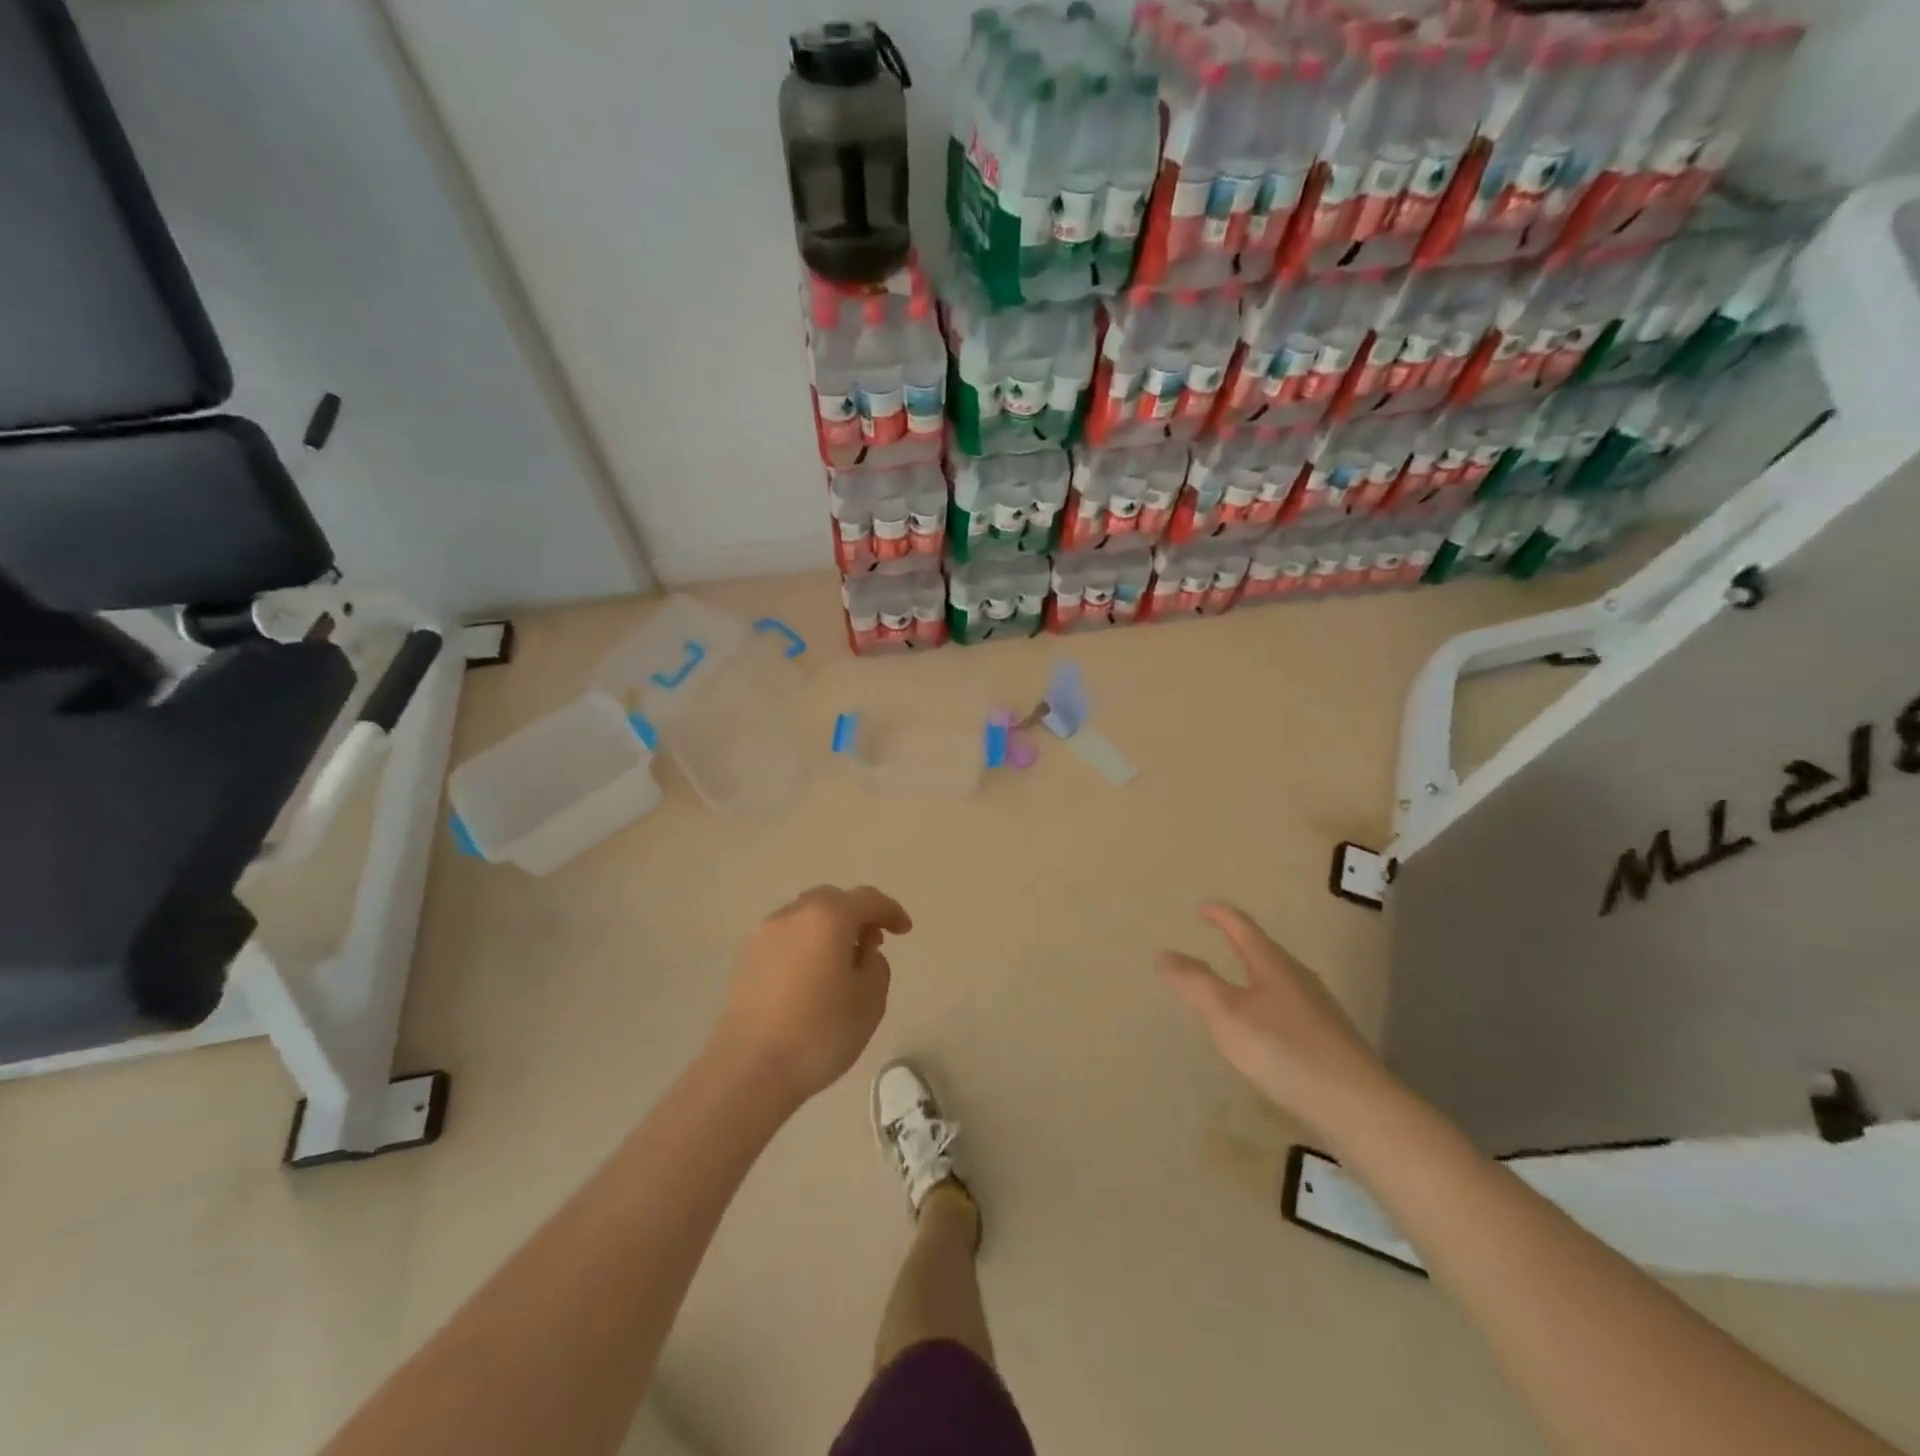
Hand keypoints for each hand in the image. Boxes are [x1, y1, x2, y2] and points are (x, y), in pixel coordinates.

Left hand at [712, 885, 911, 1106]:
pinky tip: (810, 977)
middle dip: (856, 915)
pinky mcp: (746, 957)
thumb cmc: (819, 1033)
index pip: (868, 900)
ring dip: (828, 929)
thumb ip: (876, 965)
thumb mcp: (870, 1001)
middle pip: (833, 900)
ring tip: (839, 964)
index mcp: (829, 918)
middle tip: (871, 945)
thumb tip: (862, 953)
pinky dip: (805, 945)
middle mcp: (794, 914)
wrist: (749, 1070)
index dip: (891, 911)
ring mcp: (764, 934)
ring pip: (806, 916)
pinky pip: (786, 937)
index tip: (904, 931)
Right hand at [1158, 903, 1398, 1142]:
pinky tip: (1265, 1029)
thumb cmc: (1284, 1051)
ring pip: (1279, 979)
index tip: (1202, 909)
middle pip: (1265, 950)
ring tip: (1235, 983)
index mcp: (1272, 964)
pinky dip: (1268, 1004)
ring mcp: (1318, 1008)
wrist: (1358, 1106)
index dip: (1220, 915)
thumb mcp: (1226, 1015)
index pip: (1242, 928)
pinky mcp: (1329, 1039)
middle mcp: (1298, 978)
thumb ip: (1194, 983)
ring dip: (1255, 974)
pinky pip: (1290, 1007)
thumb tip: (1164, 953)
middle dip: (1239, 942)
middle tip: (1217, 939)